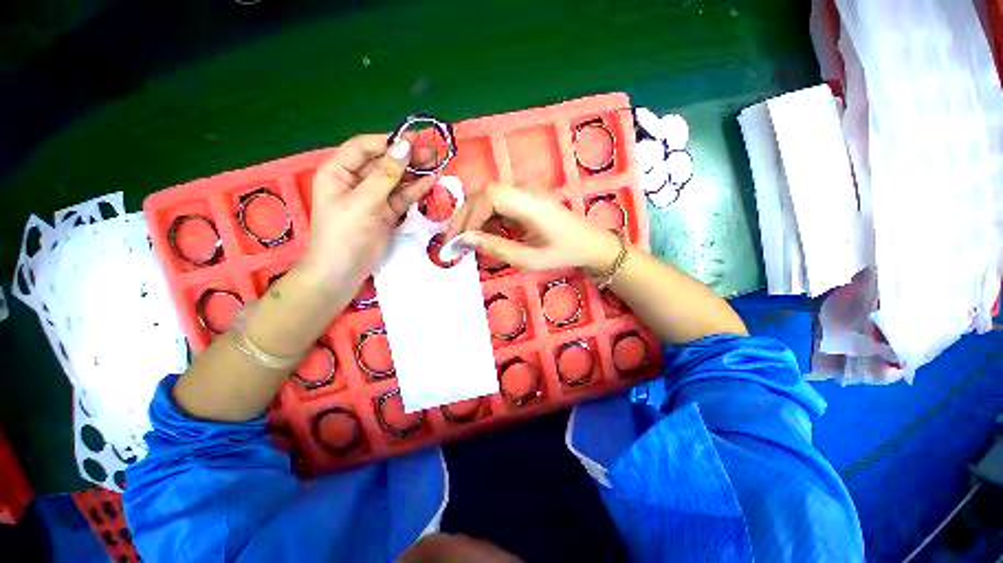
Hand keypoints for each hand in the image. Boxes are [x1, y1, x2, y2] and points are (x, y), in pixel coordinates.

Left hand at [298, 134, 437, 296]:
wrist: (343, 272)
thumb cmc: (345, 235)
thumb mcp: (363, 202)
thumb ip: (386, 175)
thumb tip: (405, 146)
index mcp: (339, 172)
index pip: (365, 148)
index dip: (389, 142)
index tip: (414, 140)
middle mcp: (356, 181)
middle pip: (384, 162)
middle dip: (407, 157)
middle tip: (432, 151)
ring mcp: (373, 198)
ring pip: (396, 180)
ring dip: (415, 172)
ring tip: (437, 163)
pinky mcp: (386, 213)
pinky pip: (402, 197)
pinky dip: (416, 190)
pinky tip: (432, 181)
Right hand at [443, 183, 619, 274]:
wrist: (589, 243)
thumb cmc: (563, 253)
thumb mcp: (529, 259)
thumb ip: (497, 248)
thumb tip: (466, 240)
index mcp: (530, 202)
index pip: (490, 196)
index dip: (471, 215)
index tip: (460, 239)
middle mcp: (525, 190)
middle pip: (485, 193)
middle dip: (464, 216)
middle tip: (451, 241)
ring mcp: (524, 191)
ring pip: (488, 197)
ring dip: (472, 217)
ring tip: (461, 240)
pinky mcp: (524, 197)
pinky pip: (497, 203)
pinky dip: (484, 218)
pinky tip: (480, 234)